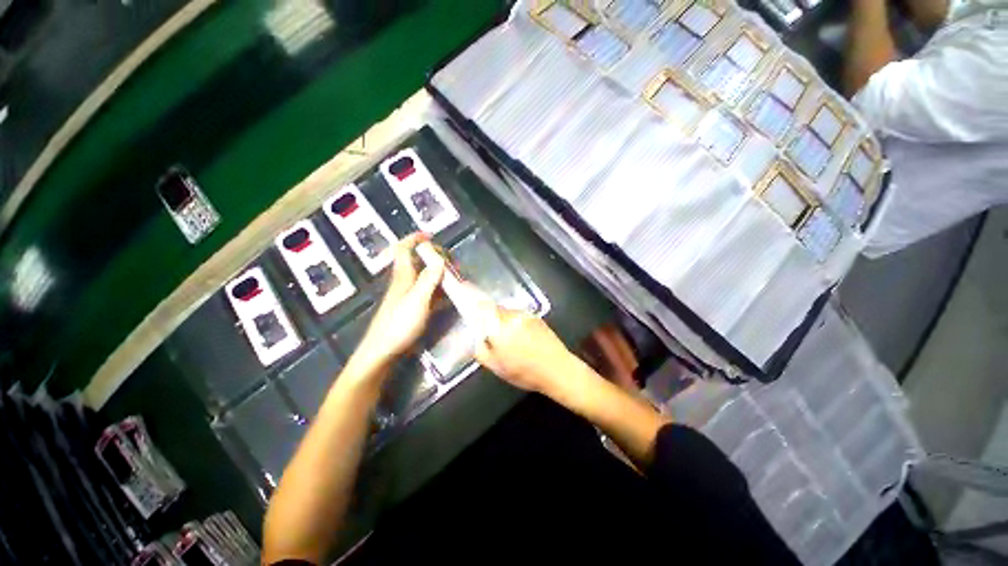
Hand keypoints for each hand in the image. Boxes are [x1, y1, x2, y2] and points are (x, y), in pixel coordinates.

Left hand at [356, 234, 444, 365]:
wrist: (383, 353)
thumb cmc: (398, 326)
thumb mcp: (416, 300)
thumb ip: (428, 279)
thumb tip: (439, 259)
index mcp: (403, 277)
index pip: (403, 249)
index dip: (414, 239)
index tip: (430, 235)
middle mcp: (405, 283)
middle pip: (417, 262)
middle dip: (433, 257)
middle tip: (451, 261)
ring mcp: (409, 297)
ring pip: (425, 278)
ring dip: (439, 274)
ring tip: (456, 276)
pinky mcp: (413, 309)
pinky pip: (429, 293)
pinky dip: (439, 290)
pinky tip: (451, 296)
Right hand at [463, 286, 575, 393]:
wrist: (558, 369)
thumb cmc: (524, 371)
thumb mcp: (495, 366)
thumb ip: (479, 347)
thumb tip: (474, 334)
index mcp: (498, 326)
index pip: (479, 304)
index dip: (469, 293)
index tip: (462, 285)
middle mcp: (511, 314)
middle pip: (492, 308)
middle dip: (487, 317)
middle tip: (490, 335)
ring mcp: (525, 314)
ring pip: (505, 313)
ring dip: (502, 322)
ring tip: (510, 343)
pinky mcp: (535, 316)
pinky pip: (517, 316)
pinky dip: (513, 324)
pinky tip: (521, 340)